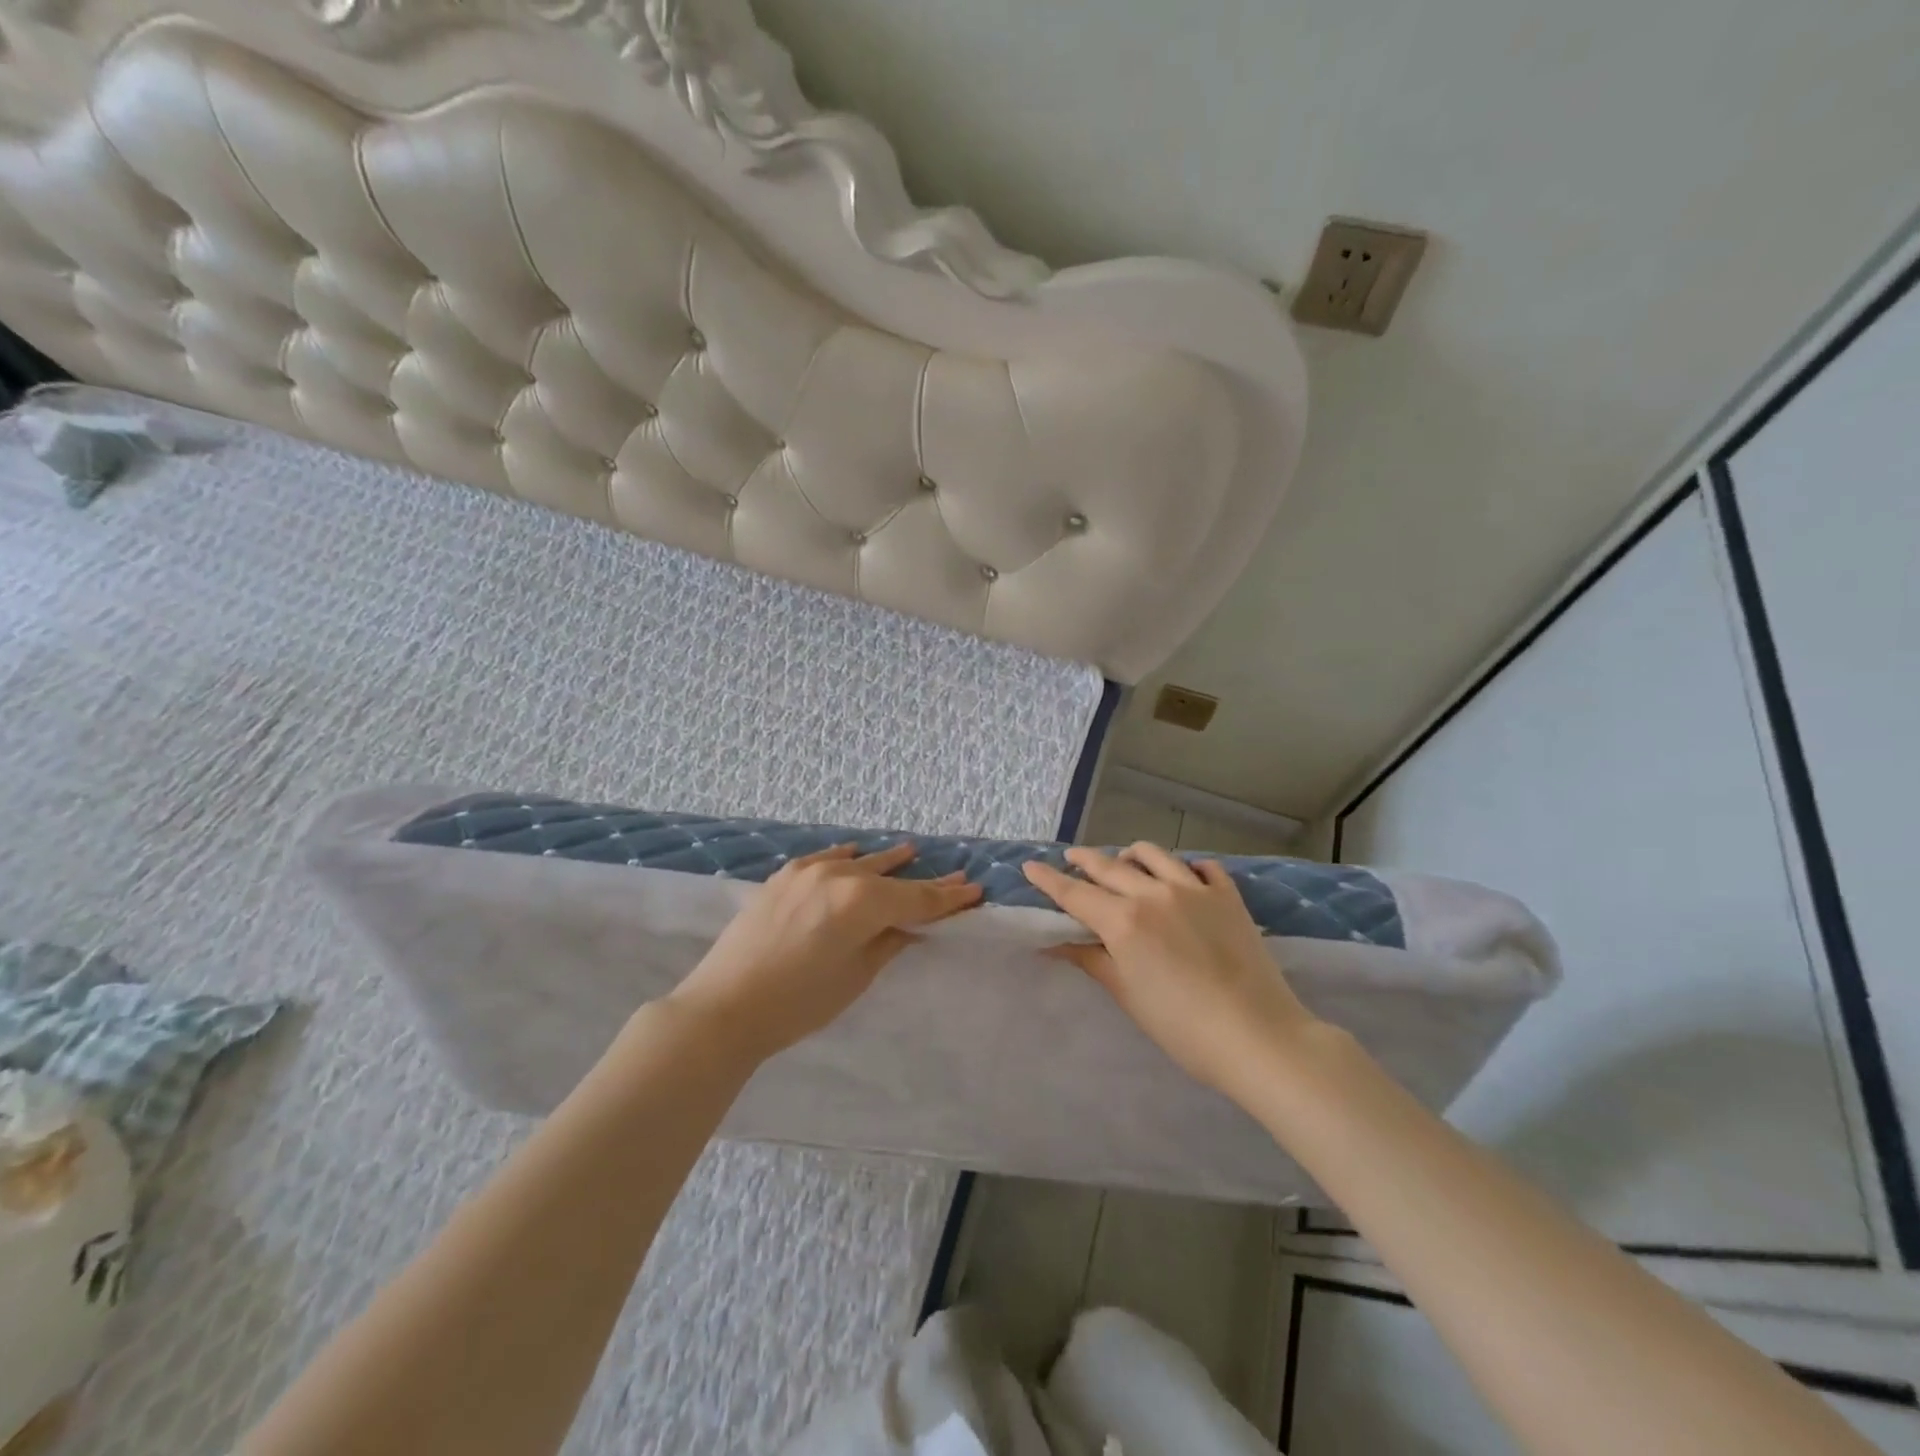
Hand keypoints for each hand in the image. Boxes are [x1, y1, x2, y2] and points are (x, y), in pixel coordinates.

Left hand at [666, 842, 981, 1062]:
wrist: (724, 1006)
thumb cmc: (798, 1003)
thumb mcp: (855, 977)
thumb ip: (887, 943)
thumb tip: (908, 927)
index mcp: (863, 902)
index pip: (917, 899)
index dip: (948, 899)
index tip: (974, 890)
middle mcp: (839, 875)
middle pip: (891, 878)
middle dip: (924, 881)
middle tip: (955, 876)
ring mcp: (808, 871)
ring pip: (859, 861)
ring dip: (886, 862)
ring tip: (910, 851)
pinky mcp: (784, 877)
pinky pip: (826, 858)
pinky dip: (846, 857)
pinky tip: (855, 852)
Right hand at [1023, 843, 1318, 1102]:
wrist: (1257, 1036)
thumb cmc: (1182, 1027)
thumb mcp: (1128, 995)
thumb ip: (1092, 960)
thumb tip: (1057, 945)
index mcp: (1124, 920)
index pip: (1075, 893)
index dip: (1049, 879)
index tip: (1030, 866)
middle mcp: (1153, 893)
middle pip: (1109, 866)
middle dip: (1084, 860)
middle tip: (1070, 858)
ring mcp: (1194, 889)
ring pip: (1153, 854)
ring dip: (1130, 855)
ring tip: (1124, 862)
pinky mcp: (1227, 896)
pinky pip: (1201, 866)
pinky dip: (1185, 867)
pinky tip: (1183, 877)